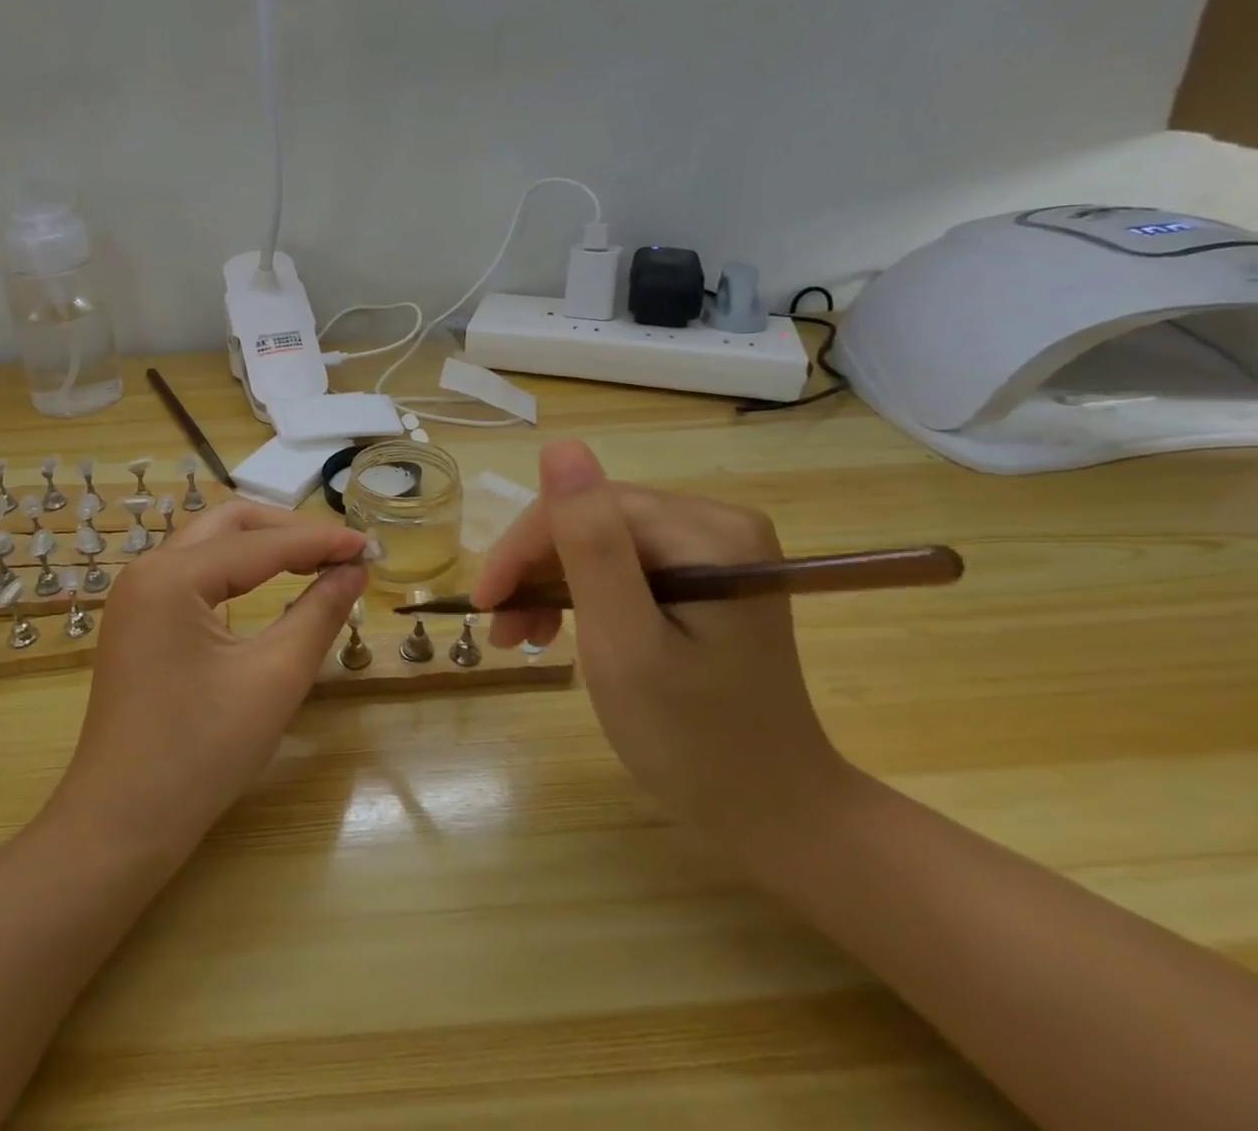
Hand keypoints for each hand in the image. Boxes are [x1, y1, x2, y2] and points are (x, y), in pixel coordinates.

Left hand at [47, 501, 367, 857]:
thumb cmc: (200, 753)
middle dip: (287, 530)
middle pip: (229, 524)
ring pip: (210, 544)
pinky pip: (194, 574)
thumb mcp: (274, 679)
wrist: (121, 825)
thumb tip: (354, 571)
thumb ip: (318, 613)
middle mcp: (147, 570)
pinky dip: (237, 571)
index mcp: (172, 576)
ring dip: (262, 547)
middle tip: (338, 552)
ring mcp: (137, 595)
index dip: (320, 541)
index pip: (261, 543)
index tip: (369, 545)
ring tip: (314, 563)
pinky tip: (268, 586)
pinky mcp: (138, 619)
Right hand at [472, 441, 853, 849]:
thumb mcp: (624, 642)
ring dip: (552, 585)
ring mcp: (715, 551)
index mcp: (708, 533)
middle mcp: (718, 525)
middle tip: (502, 631)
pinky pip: (623, 567)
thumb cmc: (692, 739)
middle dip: (536, 573)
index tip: (484, 603)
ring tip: (523, 638)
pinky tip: (561, 630)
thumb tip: (560, 447)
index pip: (587, 508)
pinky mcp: (705, 578)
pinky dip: (583, 596)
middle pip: (593, 523)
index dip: (524, 549)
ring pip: (601, 544)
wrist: (774, 813)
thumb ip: (591, 544)